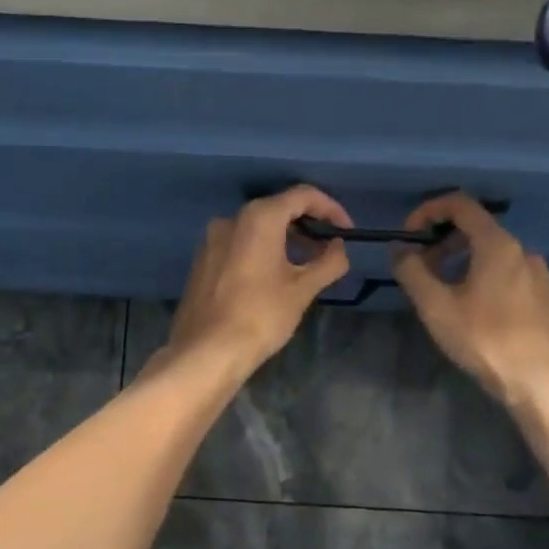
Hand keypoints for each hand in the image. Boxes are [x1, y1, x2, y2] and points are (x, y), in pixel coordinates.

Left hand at [153, 186, 353, 379]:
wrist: (206, 352)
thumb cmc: (260, 316)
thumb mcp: (303, 290)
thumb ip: (329, 262)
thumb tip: (339, 247)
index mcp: (258, 218)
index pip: (302, 196)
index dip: (331, 208)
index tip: (347, 231)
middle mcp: (231, 219)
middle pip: (278, 209)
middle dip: (307, 225)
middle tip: (328, 250)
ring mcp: (211, 240)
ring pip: (256, 229)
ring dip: (284, 240)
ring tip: (305, 266)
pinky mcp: (202, 261)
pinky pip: (238, 245)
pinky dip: (261, 251)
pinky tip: (273, 278)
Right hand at [392, 193, 548, 411]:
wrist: (541, 383)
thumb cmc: (484, 340)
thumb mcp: (436, 307)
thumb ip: (412, 271)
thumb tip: (399, 249)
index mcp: (497, 245)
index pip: (460, 204)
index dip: (428, 211)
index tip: (409, 235)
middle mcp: (522, 251)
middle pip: (476, 229)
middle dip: (442, 243)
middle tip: (421, 271)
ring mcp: (539, 274)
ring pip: (493, 255)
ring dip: (463, 263)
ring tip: (445, 295)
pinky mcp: (547, 297)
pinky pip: (509, 275)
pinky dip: (485, 279)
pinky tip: (476, 313)